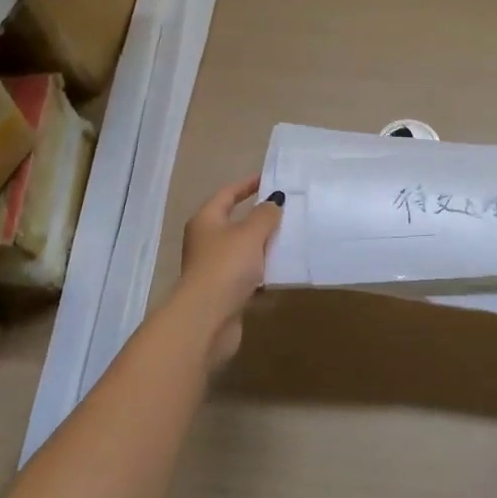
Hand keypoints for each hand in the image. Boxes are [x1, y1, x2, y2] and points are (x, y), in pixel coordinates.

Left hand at [175, 176, 284, 364]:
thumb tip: (274, 201)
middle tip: (287, 210)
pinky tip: (281, 271)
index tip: (270, 178)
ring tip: (290, 239)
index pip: (227, 194)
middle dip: (259, 217)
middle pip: (234, 222)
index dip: (247, 184)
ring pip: (242, 250)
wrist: (207, 318)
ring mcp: (213, 268)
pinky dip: (262, 271)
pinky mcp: (223, 292)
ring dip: (263, 246)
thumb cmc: (226, 266)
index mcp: (206, 220)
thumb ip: (265, 214)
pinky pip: (246, 275)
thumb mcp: (250, 233)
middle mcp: (206, 241)